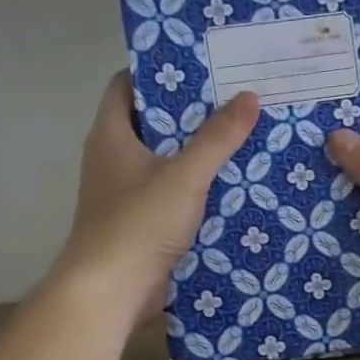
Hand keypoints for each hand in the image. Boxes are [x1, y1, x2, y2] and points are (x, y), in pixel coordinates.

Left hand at [54, 73, 259, 320]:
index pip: (127, 85)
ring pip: (165, 162)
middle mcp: (113, 159)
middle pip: (153, 123)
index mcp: (111, 135)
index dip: (160, 72)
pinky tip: (232, 188)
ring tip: (243, 138)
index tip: (202, 66)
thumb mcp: (184, 176)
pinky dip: (196, 189)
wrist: (110, 293)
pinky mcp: (139, 224)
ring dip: (198, 154)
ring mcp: (125, 194)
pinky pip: (171, 195)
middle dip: (192, 113)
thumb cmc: (138, 225)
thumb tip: (249, 96)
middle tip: (235, 100)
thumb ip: (217, 138)